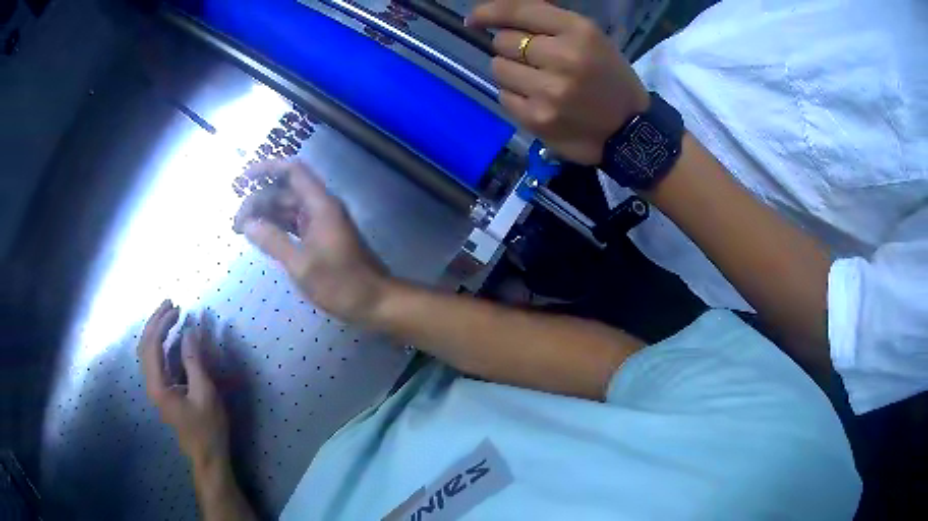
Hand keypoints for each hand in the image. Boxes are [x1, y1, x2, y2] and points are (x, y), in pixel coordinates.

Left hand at [138, 300, 229, 468]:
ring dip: (156, 330)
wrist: (207, 455)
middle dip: (156, 321)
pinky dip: (161, 343)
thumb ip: (195, 361)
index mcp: (158, 385)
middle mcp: (151, 384)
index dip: (162, 323)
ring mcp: (155, 388)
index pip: (152, 345)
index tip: (178, 308)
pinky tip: (170, 337)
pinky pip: (156, 360)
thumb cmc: (208, 427)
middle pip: (145, 344)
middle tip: (171, 304)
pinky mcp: (163, 391)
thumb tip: (190, 330)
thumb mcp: (205, 393)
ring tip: (169, 315)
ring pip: (147, 352)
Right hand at [234, 160, 389, 324]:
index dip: (267, 168)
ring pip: (287, 208)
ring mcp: (321, 223)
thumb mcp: (301, 265)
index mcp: (320, 205)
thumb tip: (247, 224)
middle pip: (285, 191)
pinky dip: (276, 227)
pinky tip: (260, 237)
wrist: (374, 302)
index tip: (242, 179)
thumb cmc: (341, 283)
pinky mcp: (320, 238)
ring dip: (265, 215)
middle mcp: (320, 208)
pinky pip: (293, 224)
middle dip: (258, 201)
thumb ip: (273, 241)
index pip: (293, 171)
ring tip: (241, 231)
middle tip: (236, 225)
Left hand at [468, 0, 649, 164]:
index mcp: (580, 32)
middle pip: (503, 41)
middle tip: (535, 60)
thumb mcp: (591, 39)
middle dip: (512, 47)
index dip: (489, 12)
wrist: (628, 132)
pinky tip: (537, 101)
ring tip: (537, 81)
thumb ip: (549, 22)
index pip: (518, 11)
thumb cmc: (610, 79)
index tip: (475, 19)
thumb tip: (500, 15)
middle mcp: (563, 57)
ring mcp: (548, 90)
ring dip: (511, 72)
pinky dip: (514, 95)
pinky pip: (503, 96)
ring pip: (498, 68)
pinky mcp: (536, 118)